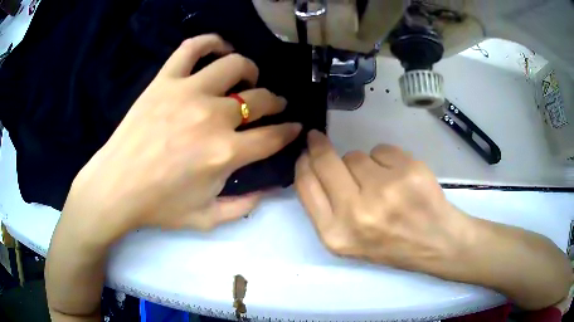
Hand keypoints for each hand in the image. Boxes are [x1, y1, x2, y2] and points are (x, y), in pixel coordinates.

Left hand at [63, 34, 301, 241]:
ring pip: (234, 66)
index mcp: (225, 153)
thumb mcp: (206, 219)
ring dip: (250, 70)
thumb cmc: (159, 206)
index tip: (294, 127)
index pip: (273, 136)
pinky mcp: (165, 80)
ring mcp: (187, 92)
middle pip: (259, 99)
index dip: (289, 131)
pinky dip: (211, 42)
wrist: (116, 188)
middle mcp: (213, 117)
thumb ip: (244, 207)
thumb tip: (271, 189)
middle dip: (275, 102)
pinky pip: (193, 48)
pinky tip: (220, 48)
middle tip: (274, 104)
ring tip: (249, 77)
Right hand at [295, 130, 467, 271]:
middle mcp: (356, 212)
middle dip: (319, 146)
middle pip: (325, 161)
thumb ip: (325, 208)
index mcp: (336, 234)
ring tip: (381, 185)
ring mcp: (385, 190)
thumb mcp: (348, 241)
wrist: (434, 242)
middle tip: (318, 138)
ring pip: (355, 155)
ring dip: (363, 164)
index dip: (303, 163)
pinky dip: (386, 159)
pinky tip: (399, 178)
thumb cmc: (389, 244)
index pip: (306, 185)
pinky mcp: (408, 171)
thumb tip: (312, 164)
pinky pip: (381, 149)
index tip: (306, 151)